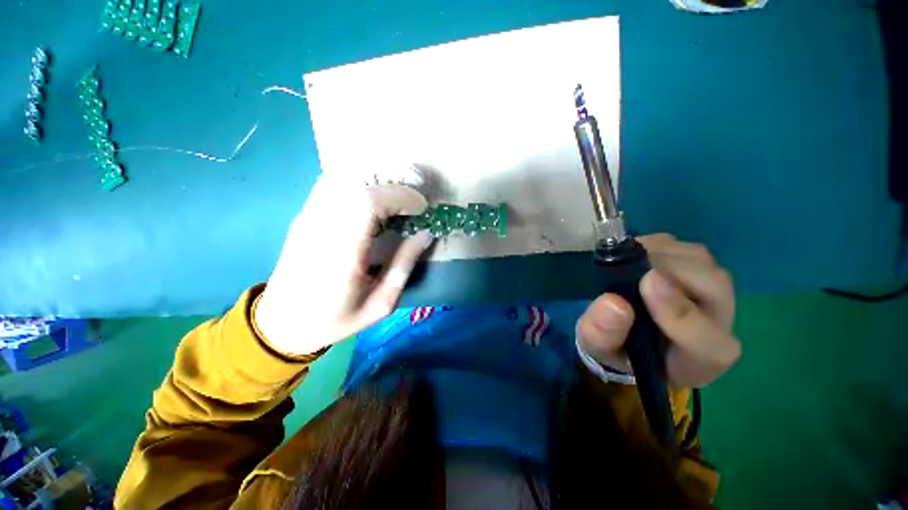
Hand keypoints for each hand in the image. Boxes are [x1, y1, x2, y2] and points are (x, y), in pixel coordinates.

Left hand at [254, 176, 433, 356]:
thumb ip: (403, 265)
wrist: (282, 322)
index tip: (420, 209)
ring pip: (343, 179)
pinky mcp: (303, 216)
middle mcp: (320, 228)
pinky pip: (333, 186)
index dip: (399, 196)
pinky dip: (359, 186)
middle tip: (412, 205)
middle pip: (357, 185)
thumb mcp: (381, 303)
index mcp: (341, 254)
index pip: (366, 203)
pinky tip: (373, 203)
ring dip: (376, 185)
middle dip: (393, 189)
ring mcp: (307, 218)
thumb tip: (425, 234)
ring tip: (397, 203)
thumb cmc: (335, 319)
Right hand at [576, 234, 739, 386]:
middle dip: (668, 270)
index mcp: (699, 358)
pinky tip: (635, 257)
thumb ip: (602, 333)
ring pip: (700, 261)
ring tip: (626, 263)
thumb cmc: (616, 347)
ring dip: (660, 255)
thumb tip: (612, 302)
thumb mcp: (597, 346)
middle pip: (713, 287)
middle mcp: (718, 323)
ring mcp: (715, 290)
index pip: (706, 341)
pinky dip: (657, 246)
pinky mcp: (702, 268)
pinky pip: (685, 248)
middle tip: (625, 266)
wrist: (632, 335)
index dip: (680, 313)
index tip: (647, 285)